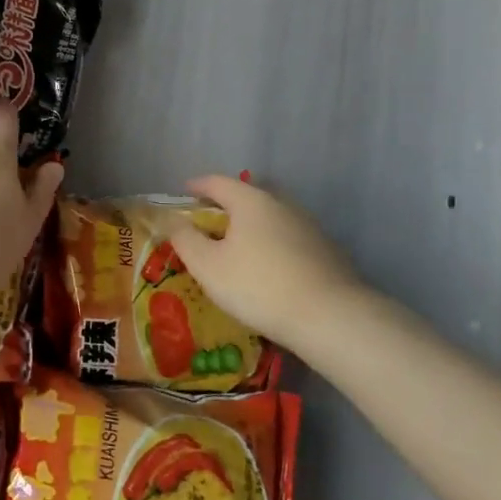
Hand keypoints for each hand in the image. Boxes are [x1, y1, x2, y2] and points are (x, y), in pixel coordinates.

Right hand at [165, 174, 361, 351]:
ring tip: (239, 245)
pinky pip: (289, 237)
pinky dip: (273, 242)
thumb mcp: (208, 266)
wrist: (330, 317)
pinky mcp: (326, 250)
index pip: (217, 182)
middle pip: (248, 195)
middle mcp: (281, 204)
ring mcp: (308, 226)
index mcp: (250, 200)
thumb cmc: (258, 286)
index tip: (185, 191)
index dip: (197, 186)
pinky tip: (270, 266)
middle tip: (211, 219)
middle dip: (227, 203)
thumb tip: (170, 218)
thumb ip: (185, 238)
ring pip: (271, 216)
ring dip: (252, 224)